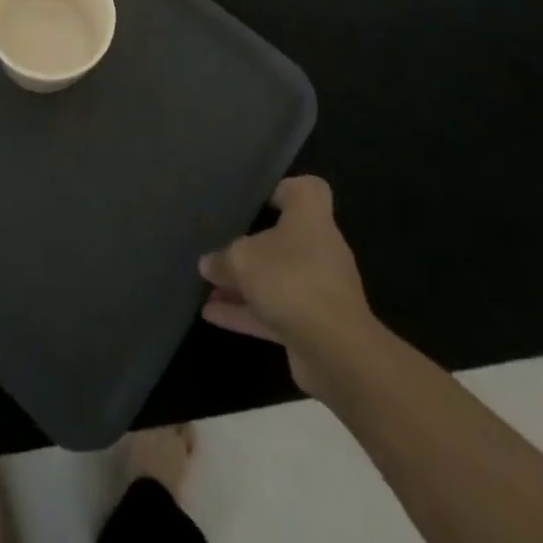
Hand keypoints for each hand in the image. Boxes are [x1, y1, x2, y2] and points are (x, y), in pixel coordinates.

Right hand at [199, 176, 378, 400]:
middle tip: (219, 242)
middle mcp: (319, 249)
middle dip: (252, 243)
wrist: (336, 352)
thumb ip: (223, 259)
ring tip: (206, 282)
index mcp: (311, 218)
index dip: (282, 189)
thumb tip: (208, 264)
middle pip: (285, 237)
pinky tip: (210, 314)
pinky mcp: (312, 325)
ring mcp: (317, 289)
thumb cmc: (291, 280)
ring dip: (243, 282)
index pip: (307, 189)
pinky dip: (245, 312)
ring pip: (275, 277)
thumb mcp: (243, 259)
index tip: (255, 199)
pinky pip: (273, 311)